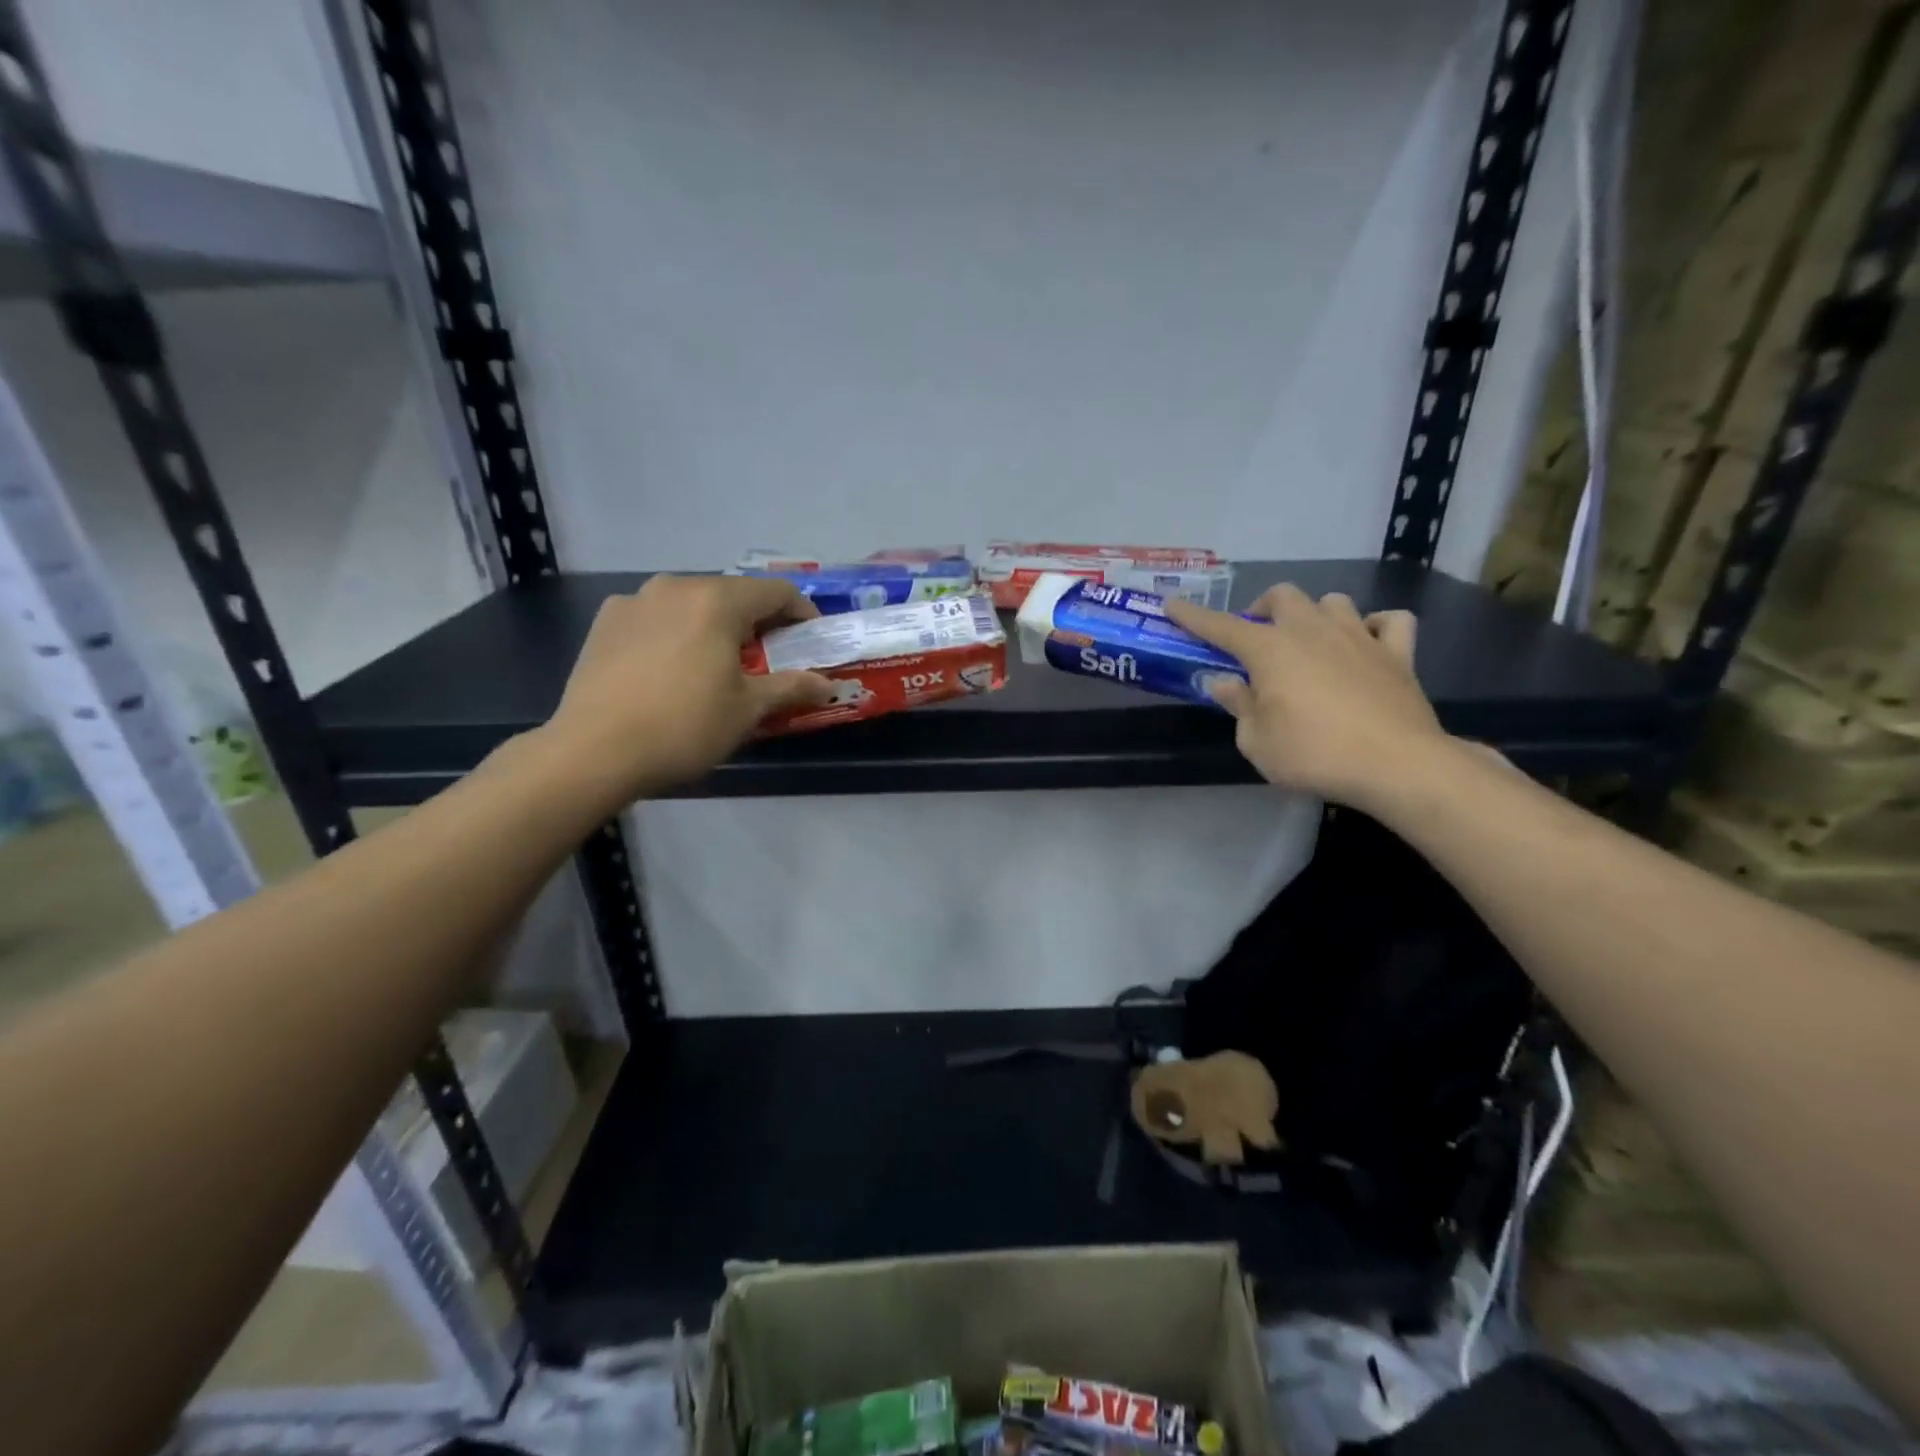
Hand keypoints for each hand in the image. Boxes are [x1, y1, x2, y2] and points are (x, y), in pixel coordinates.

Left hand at [544, 574, 832, 801]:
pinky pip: (656, 618)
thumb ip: (792, 688)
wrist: (593, 752)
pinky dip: (676, 633)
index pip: (776, 591)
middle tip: (770, 658)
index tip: (812, 640)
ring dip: (715, 626)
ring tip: (719, 664)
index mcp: (717, 601)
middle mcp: (675, 587)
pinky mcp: (605, 622)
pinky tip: (672, 668)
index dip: (802, 613)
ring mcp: (634, 601)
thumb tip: (828, 685)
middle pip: (733, 594)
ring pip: (691, 604)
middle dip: (758, 622)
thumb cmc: (684, 726)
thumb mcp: (747, 710)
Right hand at [1164, 585, 1448, 810]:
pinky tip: (1366, 643)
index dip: (1193, 616)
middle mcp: (1311, 631)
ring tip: (1309, 641)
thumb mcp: (1256, 741)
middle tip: (1255, 637)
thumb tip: (1225, 682)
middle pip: (1282, 596)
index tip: (1172, 605)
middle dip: (1262, 609)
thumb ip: (1239, 705)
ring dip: (1314, 615)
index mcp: (1270, 650)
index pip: (1221, 626)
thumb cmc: (1313, 754)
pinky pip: (1389, 622)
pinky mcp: (1397, 653)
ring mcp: (1358, 637)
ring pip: (1333, 602)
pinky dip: (1375, 626)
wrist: (1395, 764)